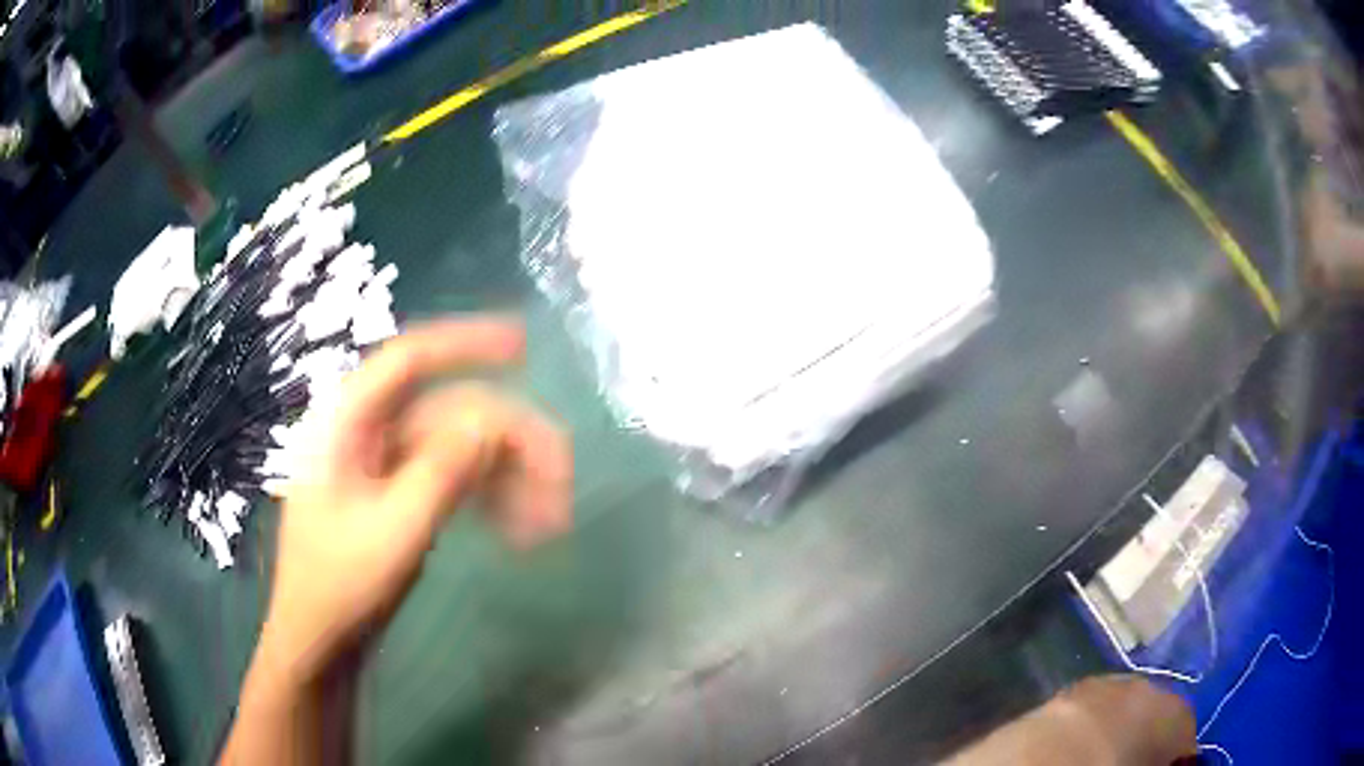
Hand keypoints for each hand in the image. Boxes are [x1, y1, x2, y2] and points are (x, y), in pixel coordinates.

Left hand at [255, 318, 572, 682]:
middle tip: (562, 478)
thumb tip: (493, 422)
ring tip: (551, 520)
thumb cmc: (340, 588)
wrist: (319, 643)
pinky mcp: (396, 495)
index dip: (466, 343)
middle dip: (509, 440)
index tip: (525, 346)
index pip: (408, 360)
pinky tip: (519, 529)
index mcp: (345, 423)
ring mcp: (381, 465)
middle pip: (447, 411)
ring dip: (506, 476)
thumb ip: (441, 472)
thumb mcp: (392, 532)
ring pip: (456, 447)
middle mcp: (364, 432)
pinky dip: (487, 496)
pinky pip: (451, 478)